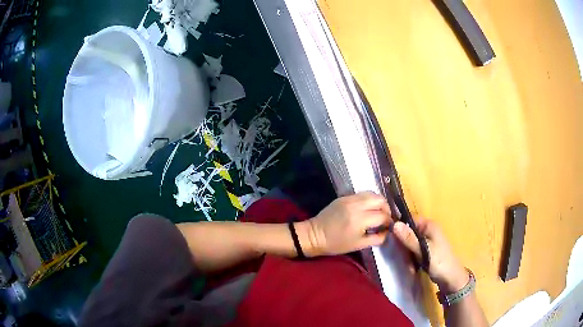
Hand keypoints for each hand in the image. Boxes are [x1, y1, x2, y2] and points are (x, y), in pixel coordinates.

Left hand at [301, 191, 392, 255]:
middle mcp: (356, 205)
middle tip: (386, 218)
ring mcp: (349, 198)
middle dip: (386, 208)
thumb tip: (388, 232)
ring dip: (379, 202)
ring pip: (372, 193)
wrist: (315, 235)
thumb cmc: (336, 244)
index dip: (389, 221)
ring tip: (378, 212)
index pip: (383, 215)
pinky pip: (362, 194)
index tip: (389, 227)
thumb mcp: (359, 245)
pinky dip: (369, 199)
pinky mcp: (344, 196)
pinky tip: (368, 208)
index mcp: (360, 219)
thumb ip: (377, 238)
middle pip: (380, 199)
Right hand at [392, 218, 468, 292]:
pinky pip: (412, 250)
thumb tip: (394, 224)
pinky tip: (411, 266)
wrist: (450, 279)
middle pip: (408, 231)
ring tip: (409, 264)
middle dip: (403, 244)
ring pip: (408, 242)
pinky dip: (410, 258)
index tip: (388, 235)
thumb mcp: (423, 250)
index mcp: (429, 225)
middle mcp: (427, 230)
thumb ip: (409, 238)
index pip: (408, 218)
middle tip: (401, 255)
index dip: (398, 225)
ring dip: (406, 253)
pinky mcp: (424, 251)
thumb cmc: (439, 262)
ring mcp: (426, 241)